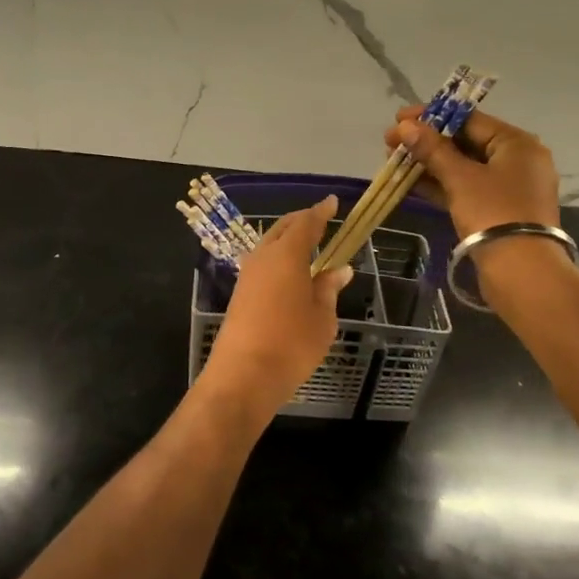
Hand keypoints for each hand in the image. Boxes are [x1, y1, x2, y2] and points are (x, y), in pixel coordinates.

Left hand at [196, 197, 352, 427]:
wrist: (243, 376)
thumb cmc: (291, 344)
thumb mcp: (322, 318)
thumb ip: (328, 289)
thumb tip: (339, 270)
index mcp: (287, 255)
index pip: (306, 224)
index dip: (320, 212)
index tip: (331, 202)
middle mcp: (263, 257)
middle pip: (283, 229)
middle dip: (302, 222)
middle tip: (320, 220)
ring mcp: (247, 275)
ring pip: (269, 245)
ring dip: (287, 240)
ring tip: (307, 244)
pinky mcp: (239, 294)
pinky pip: (262, 263)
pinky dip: (278, 258)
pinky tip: (288, 271)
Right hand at [385, 107, 560, 239]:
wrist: (522, 272)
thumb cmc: (493, 213)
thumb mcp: (460, 178)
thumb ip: (432, 149)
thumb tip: (406, 126)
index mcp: (517, 143)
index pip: (469, 119)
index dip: (431, 117)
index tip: (399, 118)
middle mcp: (517, 161)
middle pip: (465, 142)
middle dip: (426, 142)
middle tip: (391, 142)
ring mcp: (508, 188)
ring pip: (463, 168)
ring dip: (429, 164)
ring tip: (394, 162)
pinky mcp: (498, 211)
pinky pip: (466, 189)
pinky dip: (441, 185)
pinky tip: (410, 183)